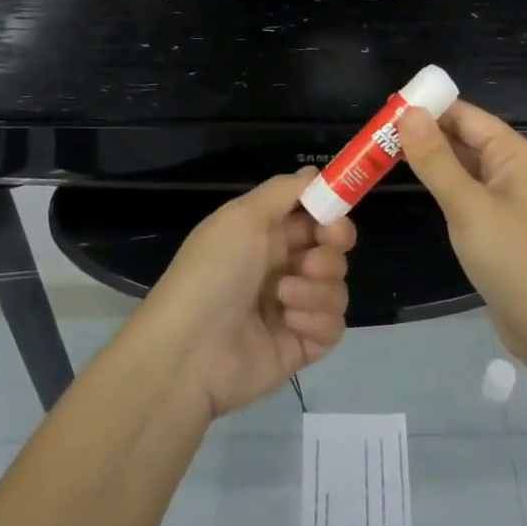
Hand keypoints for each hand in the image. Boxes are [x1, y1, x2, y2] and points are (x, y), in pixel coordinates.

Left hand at [144, 170, 353, 418]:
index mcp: (266, 236)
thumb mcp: (241, 217)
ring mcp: (294, 308)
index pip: (315, 217)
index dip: (332, 214)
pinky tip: (290, 322)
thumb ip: (284, 191)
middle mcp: (283, 268)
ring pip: (337, 287)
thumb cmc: (213, 272)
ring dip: (317, 288)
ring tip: (284, 297)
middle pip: (333, 250)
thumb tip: (315, 173)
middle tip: (311, 261)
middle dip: (331, 251)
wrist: (189, 352)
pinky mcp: (302, 345)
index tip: (334, 219)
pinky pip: (333, 326)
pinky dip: (317, 320)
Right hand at [398, 101, 526, 363]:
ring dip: (430, 159)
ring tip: (384, 153)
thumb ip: (436, 159)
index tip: (386, 109)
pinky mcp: (498, 224)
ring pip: (463, 165)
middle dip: (425, 133)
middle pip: (465, 138)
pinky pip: (466, 191)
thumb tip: (409, 113)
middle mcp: (513, 168)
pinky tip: (414, 185)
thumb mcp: (468, 205)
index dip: (429, 108)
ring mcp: (507, 198)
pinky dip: (441, 184)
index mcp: (514, 154)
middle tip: (376, 134)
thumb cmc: (512, 257)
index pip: (467, 115)